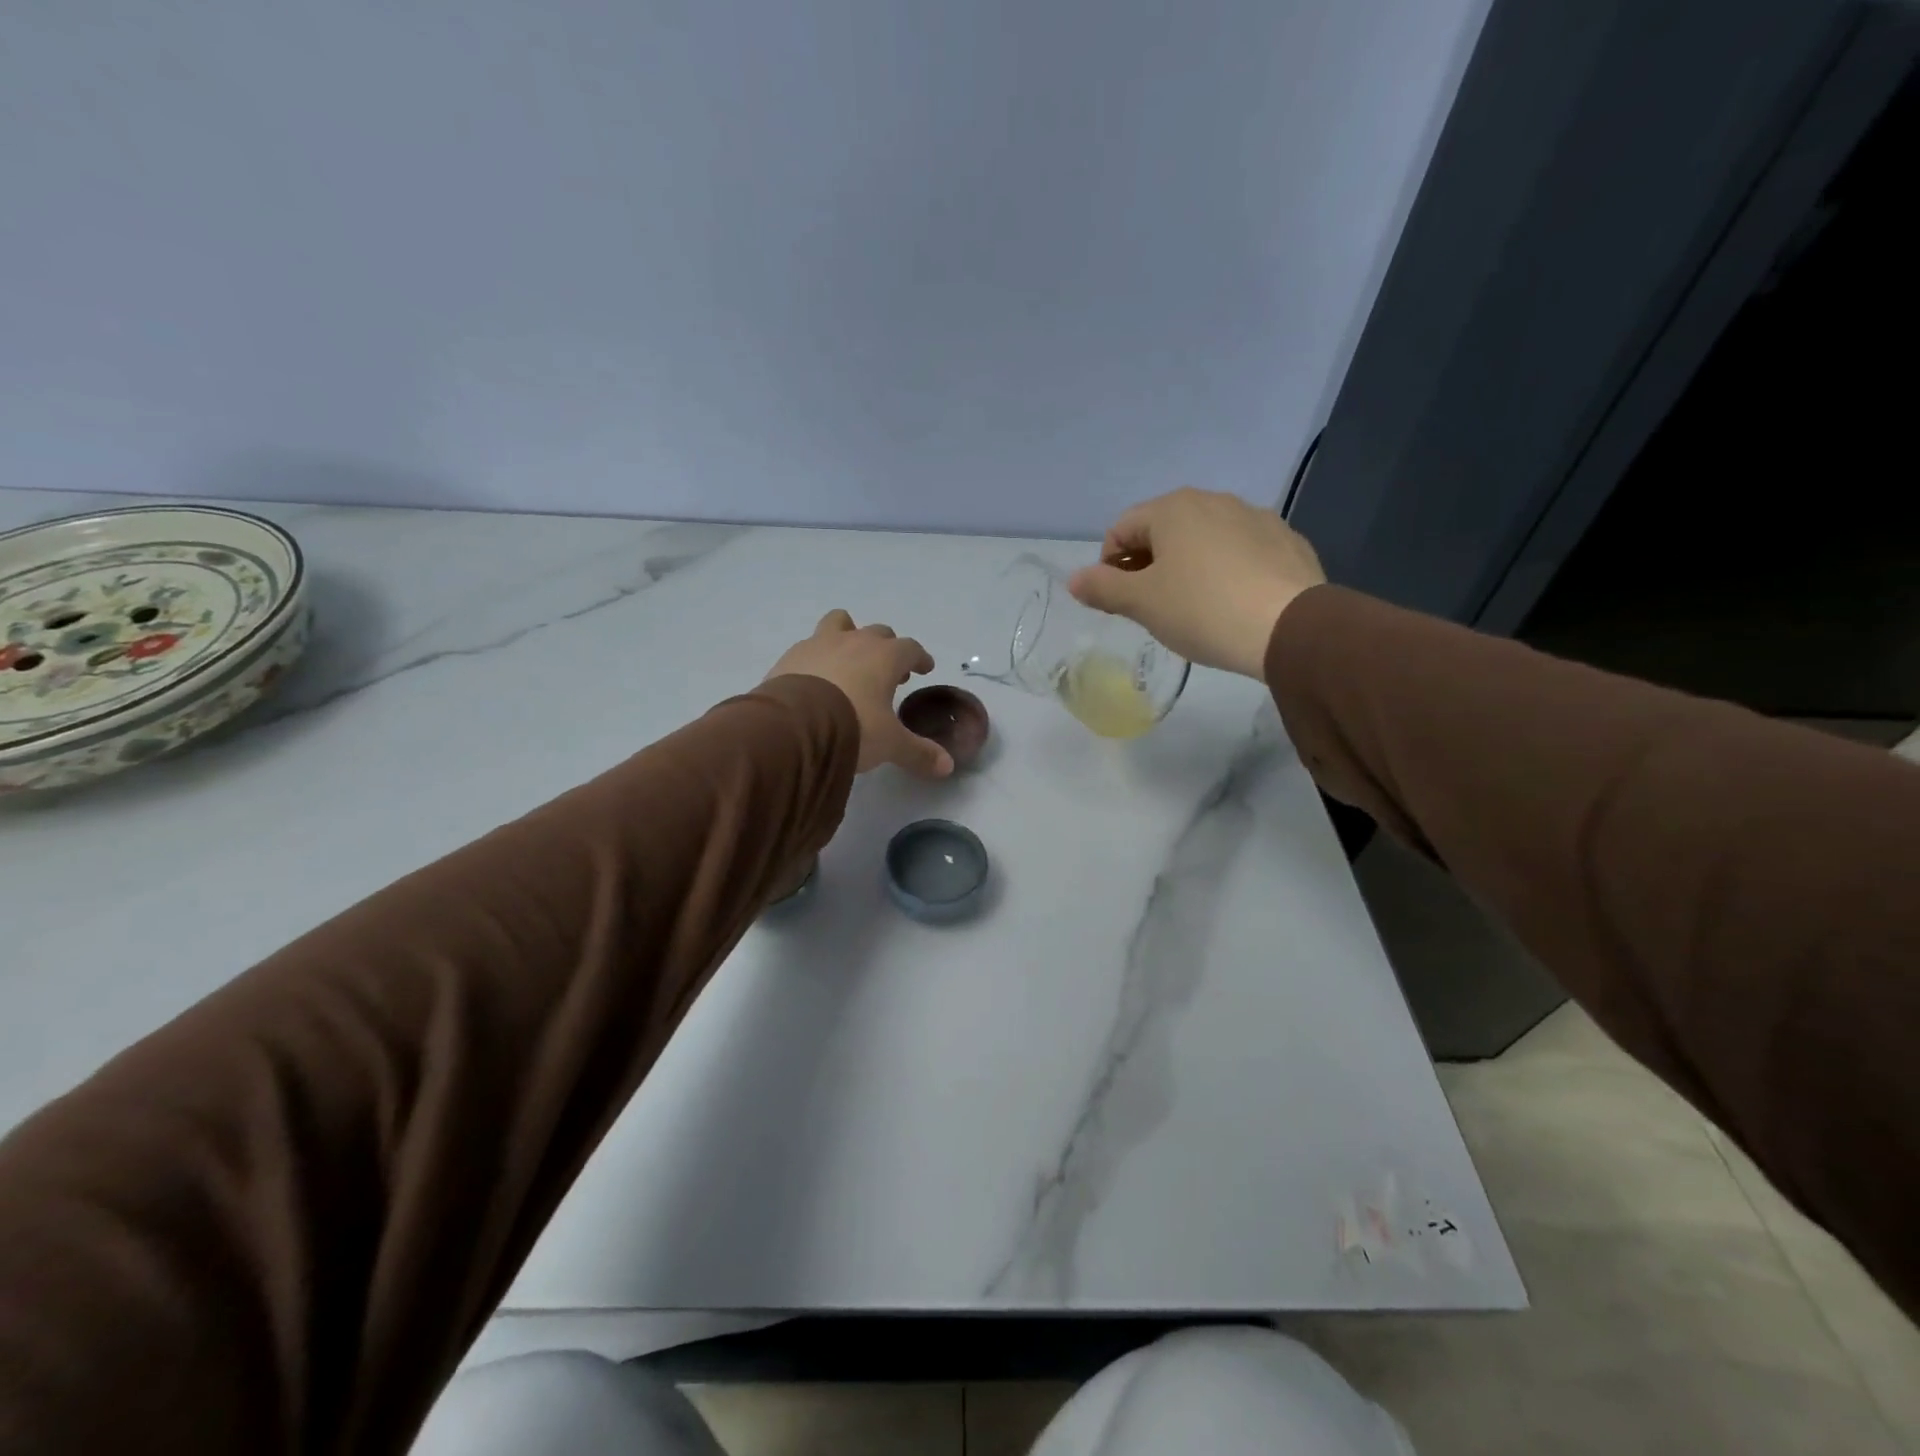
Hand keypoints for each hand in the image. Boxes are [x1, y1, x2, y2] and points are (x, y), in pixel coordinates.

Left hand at [767, 610, 953, 777]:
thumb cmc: (854, 726)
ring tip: (849, 660)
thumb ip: (918, 752)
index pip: (910, 648)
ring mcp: (819, 644)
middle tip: (890, 673)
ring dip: (849, 636)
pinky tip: (816, 678)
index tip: (924, 668)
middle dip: (887, 649)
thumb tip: (947, 766)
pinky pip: (810, 646)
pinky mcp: (790, 656)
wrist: (794, 726)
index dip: (919, 658)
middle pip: (878, 633)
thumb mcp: (890, 744)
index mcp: (885, 656)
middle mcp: (854, 641)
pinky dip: (818, 657)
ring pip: (840, 624)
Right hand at [1068, 488, 1326, 678]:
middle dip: (1148, 564)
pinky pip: (1240, 552)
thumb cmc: (1201, 610)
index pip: (1122, 528)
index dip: (1108, 565)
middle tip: (1150, 606)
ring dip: (1187, 566)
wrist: (1290, 627)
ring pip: (1204, 539)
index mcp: (1173, 508)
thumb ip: (1102, 588)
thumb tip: (1074, 579)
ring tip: (1192, 607)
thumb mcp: (1142, 603)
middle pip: (1163, 530)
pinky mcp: (1286, 541)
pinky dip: (1226, 570)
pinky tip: (1231, 603)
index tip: (1116, 600)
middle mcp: (1214, 500)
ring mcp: (1256, 517)